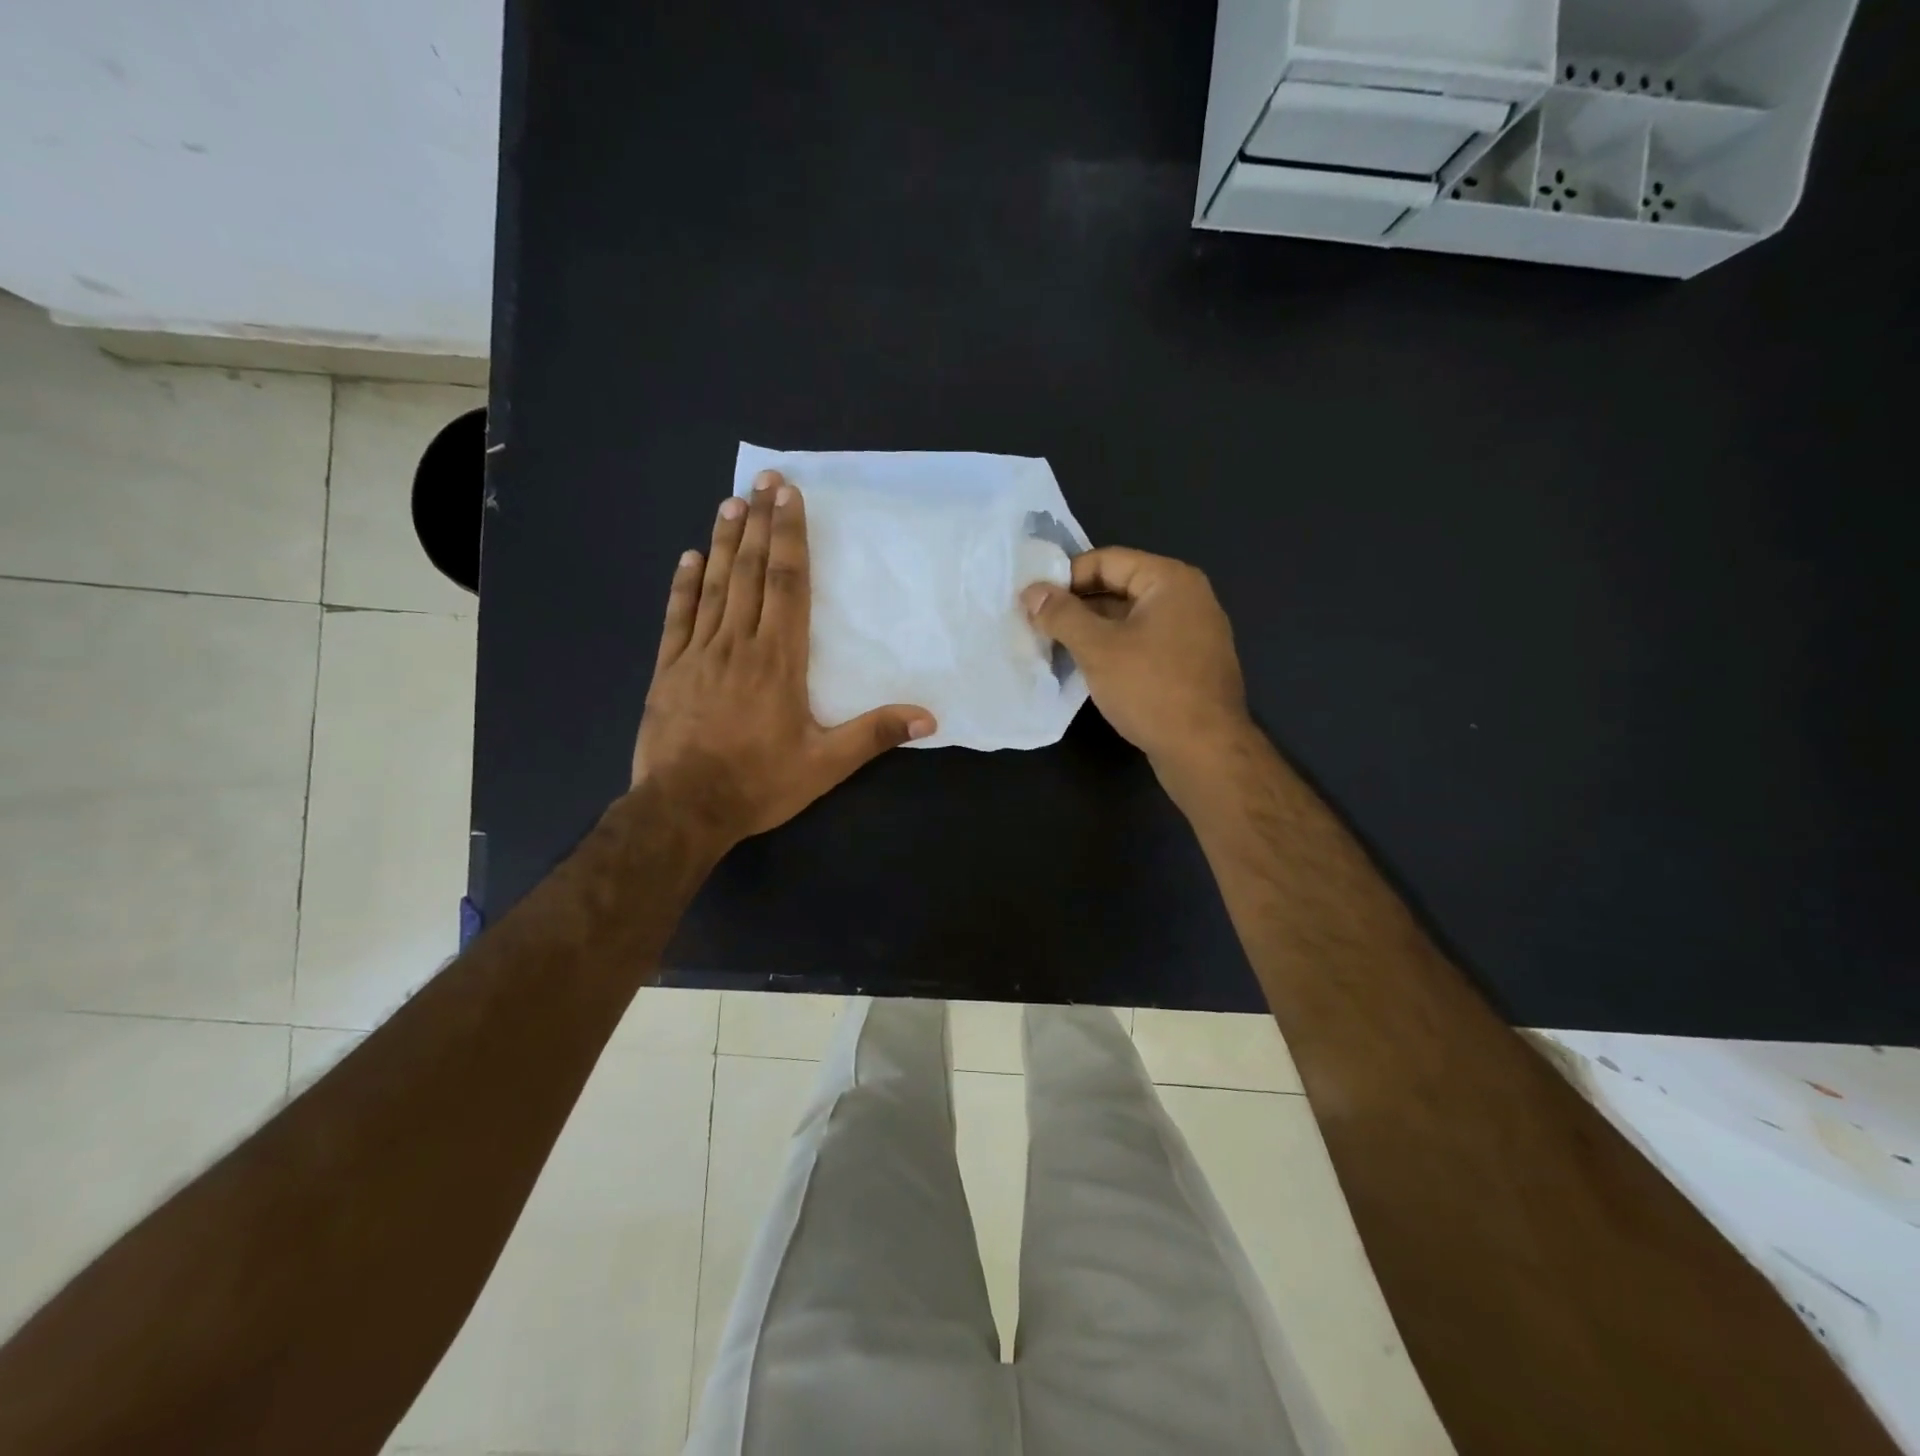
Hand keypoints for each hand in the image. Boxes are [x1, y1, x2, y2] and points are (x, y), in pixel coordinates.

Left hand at [633, 471, 935, 851]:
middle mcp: (738, 644)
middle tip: (763, 481)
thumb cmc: (758, 783)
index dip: (790, 538)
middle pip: (750, 573)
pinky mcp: (669, 670)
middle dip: (759, 523)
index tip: (789, 498)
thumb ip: (874, 735)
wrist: (683, 809)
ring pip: (714, 586)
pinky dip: (684, 585)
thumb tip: (929, 717)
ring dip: (724, 543)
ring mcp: (698, 654)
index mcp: (778, 660)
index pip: (787, 585)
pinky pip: (678, 617)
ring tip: (731, 503)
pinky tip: (689, 558)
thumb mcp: (825, 766)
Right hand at [1021, 547, 1250, 777]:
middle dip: (1077, 606)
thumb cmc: (1151, 689)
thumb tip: (1031, 591)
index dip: (1066, 577)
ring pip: (1129, 620)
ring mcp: (1192, 634)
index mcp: (1170, 580)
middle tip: (1037, 625)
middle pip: (1119, 588)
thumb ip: (1061, 615)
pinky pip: (1143, 645)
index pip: (1107, 560)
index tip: (1033, 600)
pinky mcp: (1189, 666)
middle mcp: (1187, 599)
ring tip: (1054, 648)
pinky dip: (1114, 651)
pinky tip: (1087, 670)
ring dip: (1092, 631)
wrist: (1205, 751)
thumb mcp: (1097, 648)